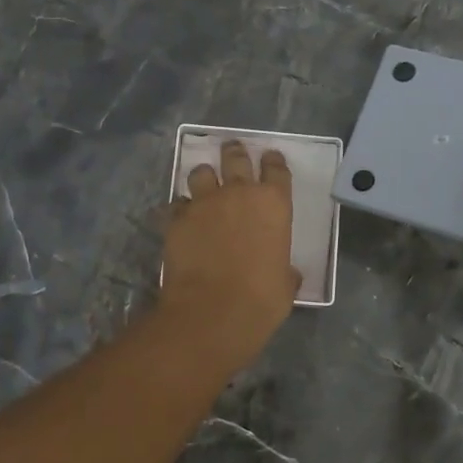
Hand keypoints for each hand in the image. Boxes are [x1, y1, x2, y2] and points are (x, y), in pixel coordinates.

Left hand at [160, 140, 299, 373]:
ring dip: (204, 177)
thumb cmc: (261, 300)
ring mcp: (204, 203)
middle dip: (234, 152)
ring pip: (201, 173)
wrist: (212, 312)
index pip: (276, 169)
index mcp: (274, 204)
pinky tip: (182, 218)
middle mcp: (239, 194)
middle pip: (235, 158)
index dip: (273, 162)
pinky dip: (181, 208)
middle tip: (232, 150)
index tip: (270, 158)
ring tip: (204, 183)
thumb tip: (286, 273)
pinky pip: (177, 204)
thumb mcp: (285, 285)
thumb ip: (284, 270)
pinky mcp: (176, 219)